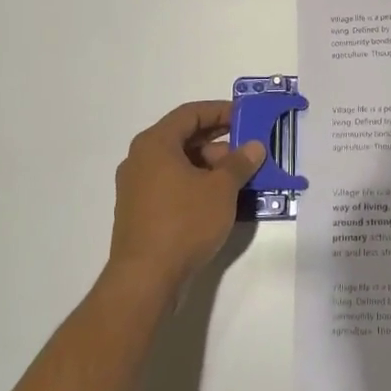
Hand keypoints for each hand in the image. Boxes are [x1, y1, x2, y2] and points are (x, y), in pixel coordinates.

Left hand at [108, 101, 264, 293]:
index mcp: (155, 144)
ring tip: (239, 179)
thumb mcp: (221, 189)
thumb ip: (239, 163)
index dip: (220, 111)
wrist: (145, 279)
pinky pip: (171, 186)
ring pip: (178, 164)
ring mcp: (136, 187)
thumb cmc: (183, 222)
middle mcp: (140, 159)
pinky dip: (195, 185)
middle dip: (218, 142)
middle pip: (183, 138)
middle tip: (248, 150)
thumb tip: (254, 146)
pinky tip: (219, 201)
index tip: (246, 117)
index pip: (190, 113)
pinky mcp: (139, 212)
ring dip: (209, 166)